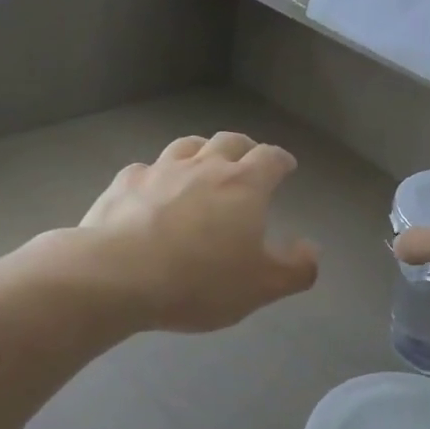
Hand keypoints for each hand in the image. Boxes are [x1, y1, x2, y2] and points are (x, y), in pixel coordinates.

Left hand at [78, 133, 319, 332]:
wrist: (117, 276)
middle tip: (248, 159)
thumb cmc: (199, 281)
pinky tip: (152, 190)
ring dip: (201, 151)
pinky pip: (146, 169)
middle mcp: (204, 166)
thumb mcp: (260, 287)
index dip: (281, 160)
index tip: (285, 166)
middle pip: (229, 141)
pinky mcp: (124, 182)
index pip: (270, 158)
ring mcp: (160, 170)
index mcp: (244, 185)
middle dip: (244, 147)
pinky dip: (157, 174)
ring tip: (202, 164)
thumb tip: (311, 249)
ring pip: (187, 145)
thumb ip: (295, 269)